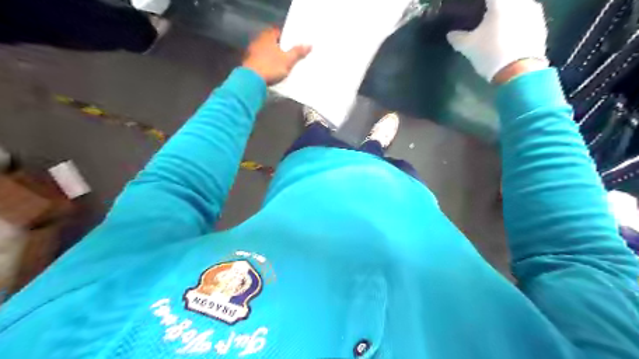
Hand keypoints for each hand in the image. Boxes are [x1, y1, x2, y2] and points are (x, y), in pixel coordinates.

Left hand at [243, 27, 311, 85]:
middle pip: (271, 42)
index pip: (277, 32)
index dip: (286, 37)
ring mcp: (251, 52)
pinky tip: (272, 71)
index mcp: (267, 37)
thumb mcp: (288, 60)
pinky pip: (260, 61)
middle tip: (289, 54)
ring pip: (265, 52)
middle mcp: (258, 41)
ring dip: (272, 57)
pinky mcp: (249, 63)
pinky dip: (266, 64)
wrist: (251, 80)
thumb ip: (298, 52)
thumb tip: (309, 45)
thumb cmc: (271, 67)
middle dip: (279, 48)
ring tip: (282, 64)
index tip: (293, 44)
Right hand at [448, 0, 548, 82]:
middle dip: (495, 6)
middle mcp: (520, 2)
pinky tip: (511, 32)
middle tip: (485, 14)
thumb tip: (450, 34)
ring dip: (509, 12)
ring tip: (498, 23)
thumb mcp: (469, 47)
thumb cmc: (490, 54)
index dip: (482, 3)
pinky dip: (518, 21)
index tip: (475, 8)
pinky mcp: (540, 24)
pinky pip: (527, 16)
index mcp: (500, 3)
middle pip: (505, 0)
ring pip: (519, 5)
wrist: (519, 71)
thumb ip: (458, 38)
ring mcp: (533, 12)